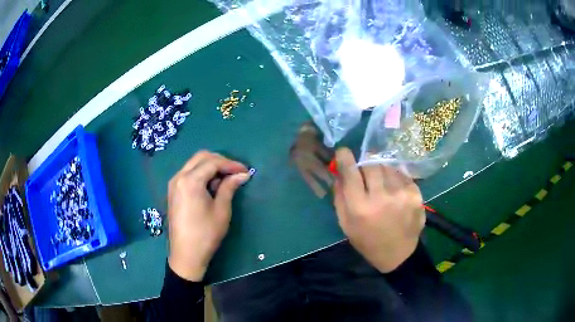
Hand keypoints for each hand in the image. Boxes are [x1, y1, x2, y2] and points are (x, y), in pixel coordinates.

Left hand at [167, 151, 249, 281]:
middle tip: (235, 172)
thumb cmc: (206, 234)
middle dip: (220, 161)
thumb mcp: (221, 210)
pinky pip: (188, 174)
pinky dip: (201, 174)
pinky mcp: (173, 191)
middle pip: (201, 157)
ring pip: (194, 164)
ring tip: (225, 181)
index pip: (213, 162)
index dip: (231, 164)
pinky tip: (211, 187)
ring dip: (210, 167)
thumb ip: (229, 187)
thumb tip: (242, 174)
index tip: (245, 170)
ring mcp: (174, 184)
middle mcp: (179, 177)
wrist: (186, 254)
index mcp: (190, 181)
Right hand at [333, 148, 425, 272]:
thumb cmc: (367, 241)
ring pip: (387, 166)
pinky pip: (401, 174)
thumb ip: (340, 197)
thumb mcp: (346, 224)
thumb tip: (339, 172)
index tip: (343, 151)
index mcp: (360, 207)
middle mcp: (382, 197)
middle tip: (364, 170)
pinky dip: (395, 177)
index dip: (345, 158)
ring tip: (381, 183)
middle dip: (365, 163)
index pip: (351, 172)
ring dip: (381, 170)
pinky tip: (394, 189)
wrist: (398, 254)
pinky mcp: (415, 193)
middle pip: (371, 163)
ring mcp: (402, 194)